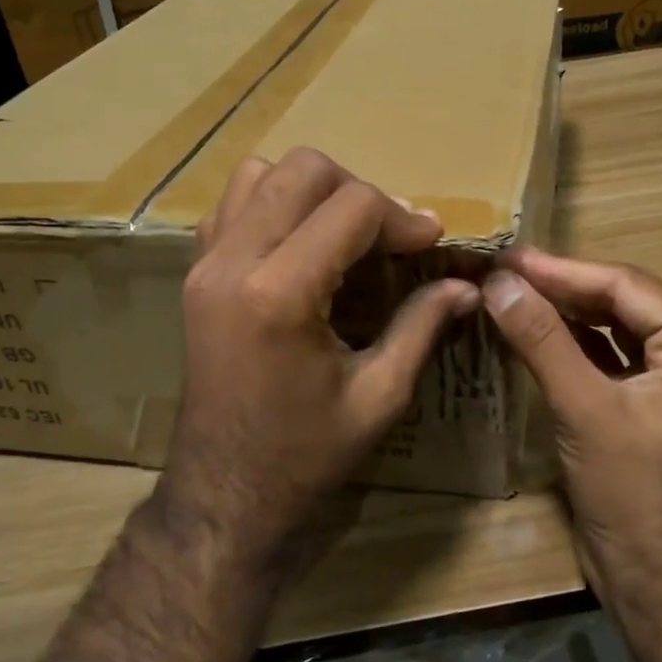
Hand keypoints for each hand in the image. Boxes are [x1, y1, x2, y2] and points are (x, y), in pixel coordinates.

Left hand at [167, 148, 480, 576]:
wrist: (224, 492)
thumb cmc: (306, 455)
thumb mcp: (378, 396)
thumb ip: (422, 326)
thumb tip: (467, 286)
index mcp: (280, 293)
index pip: (352, 206)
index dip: (403, 217)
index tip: (431, 243)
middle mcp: (233, 262)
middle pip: (303, 169)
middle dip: (359, 191)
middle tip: (389, 237)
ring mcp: (204, 264)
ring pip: (259, 174)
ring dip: (312, 191)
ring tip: (344, 236)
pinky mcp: (194, 275)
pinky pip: (232, 205)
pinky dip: (273, 206)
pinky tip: (301, 247)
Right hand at [481, 248, 661, 612]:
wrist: (661, 585)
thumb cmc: (635, 494)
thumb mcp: (585, 410)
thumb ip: (543, 340)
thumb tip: (499, 282)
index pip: (626, 286)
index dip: (562, 270)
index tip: (507, 258)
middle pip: (620, 304)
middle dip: (560, 289)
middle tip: (501, 274)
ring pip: (610, 332)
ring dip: (562, 316)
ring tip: (508, 297)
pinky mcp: (645, 410)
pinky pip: (605, 363)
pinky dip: (568, 349)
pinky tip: (529, 337)